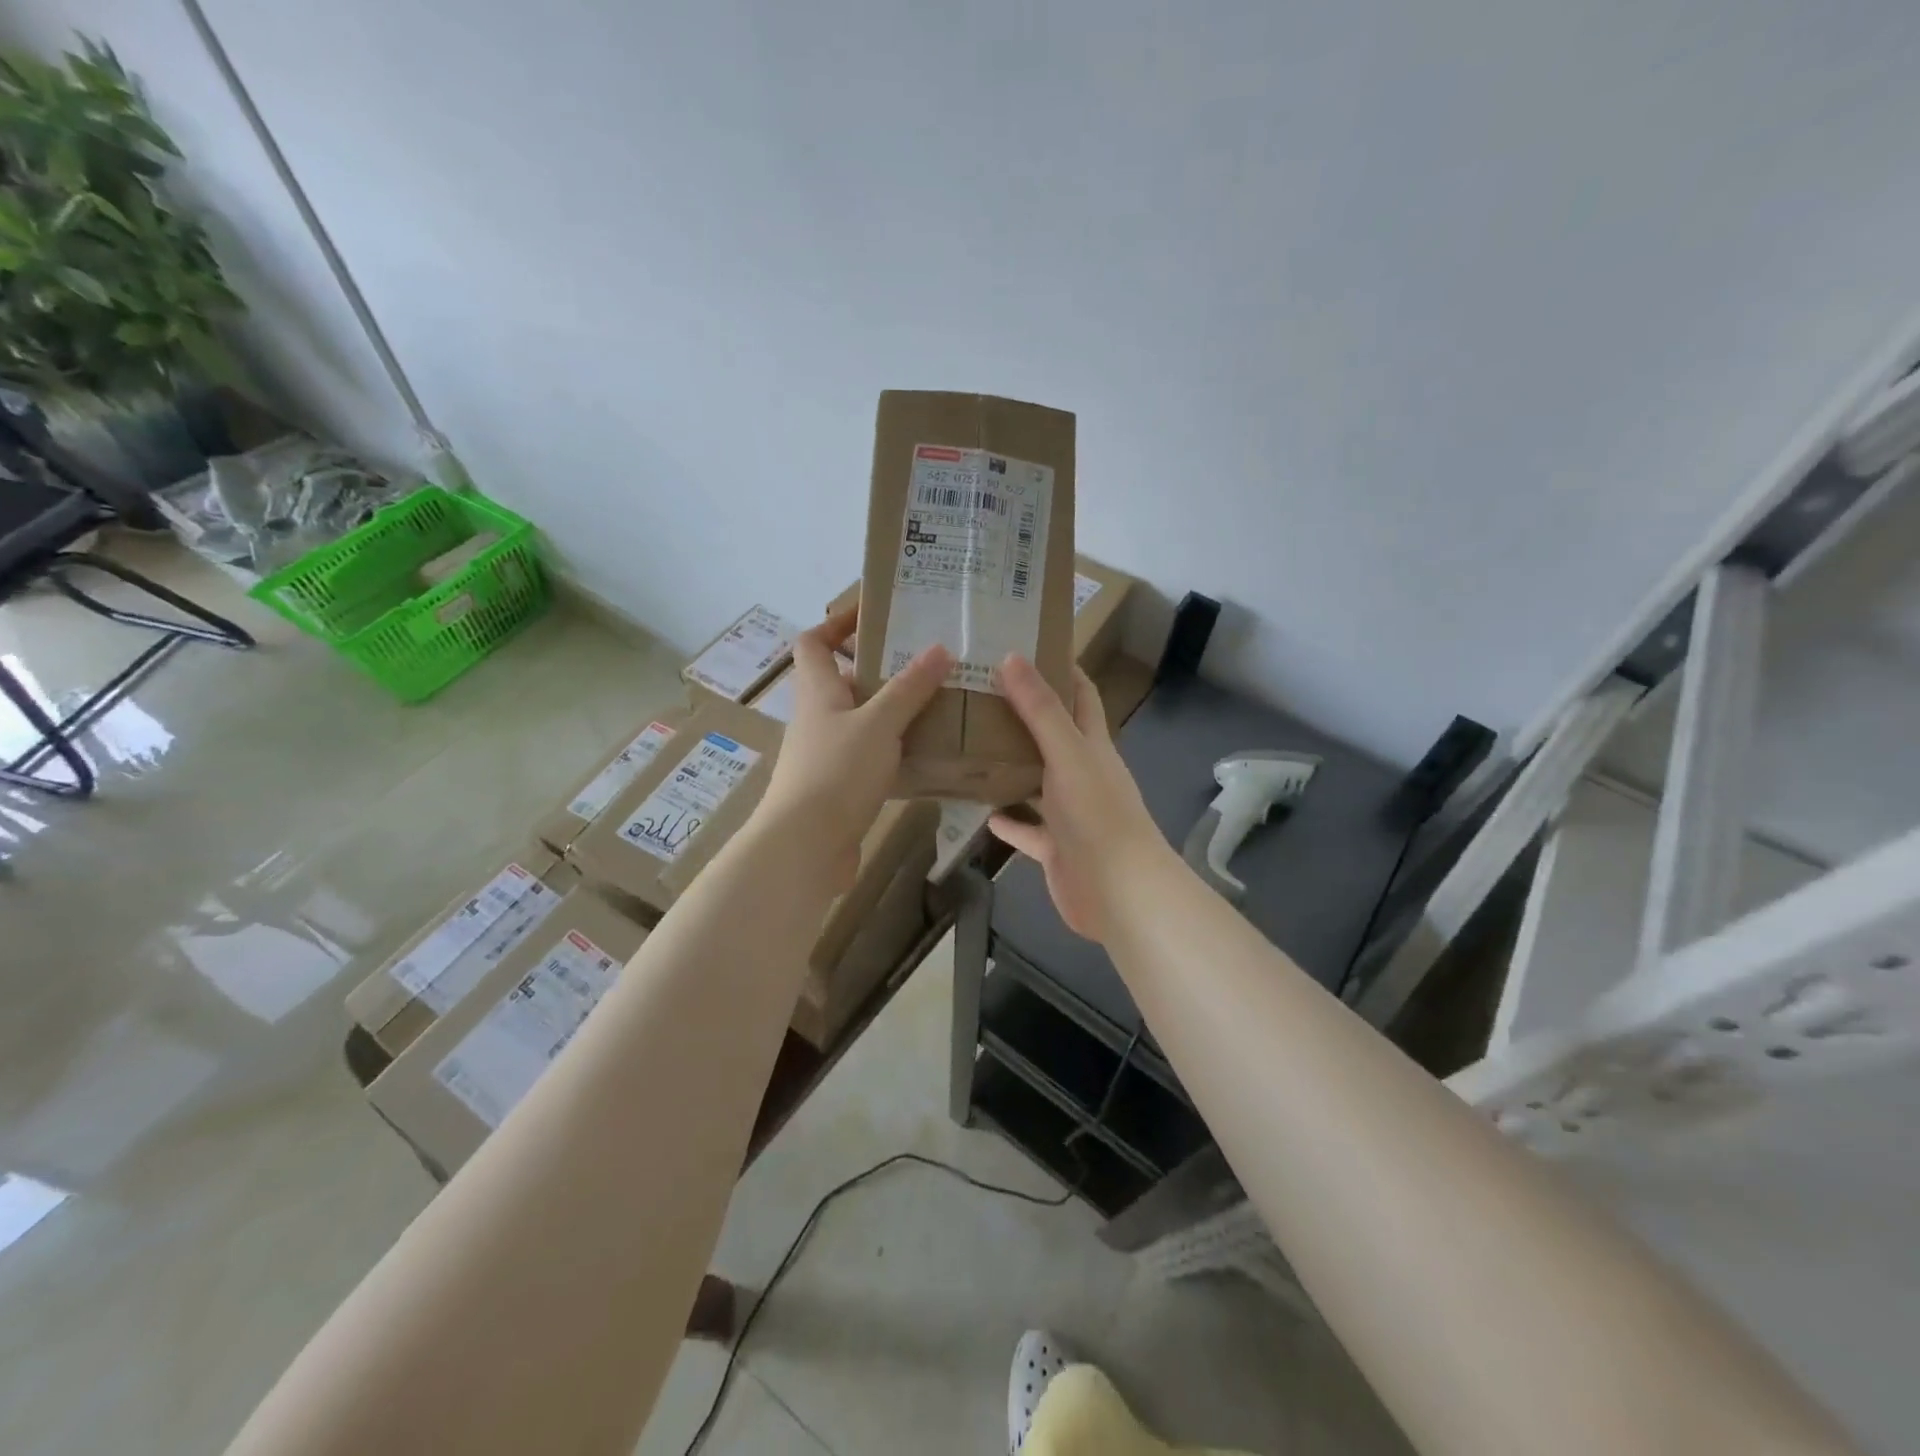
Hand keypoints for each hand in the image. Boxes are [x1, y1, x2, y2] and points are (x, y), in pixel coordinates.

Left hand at [756, 607, 949, 884]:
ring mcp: (827, 754)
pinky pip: (870, 755)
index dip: (837, 624)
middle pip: (846, 680)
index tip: (876, 616)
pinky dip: (895, 749)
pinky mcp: (839, 786)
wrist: (805, 846)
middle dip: (884, 669)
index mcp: (818, 691)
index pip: (814, 642)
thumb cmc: (837, 772)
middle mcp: (818, 717)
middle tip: (929, 663)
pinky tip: (927, 753)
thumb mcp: (878, 724)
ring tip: (939, 704)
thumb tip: (940, 649)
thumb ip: (909, 688)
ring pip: (863, 720)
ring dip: (894, 711)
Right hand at [988, 656, 1166, 941]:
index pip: (1080, 695)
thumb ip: (1041, 710)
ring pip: (1036, 781)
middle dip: (1023, 714)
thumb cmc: (1097, 815)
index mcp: (1092, 745)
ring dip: (1011, 766)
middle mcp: (1082, 773)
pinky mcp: (1056, 847)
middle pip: (1053, 735)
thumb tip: (1013, 657)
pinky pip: (1027, 829)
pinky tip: (982, 812)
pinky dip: (1009, 821)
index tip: (1025, 644)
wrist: (1118, 892)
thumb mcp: (1068, 754)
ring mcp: (1069, 812)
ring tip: (971, 745)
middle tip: (980, 693)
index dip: (1060, 668)